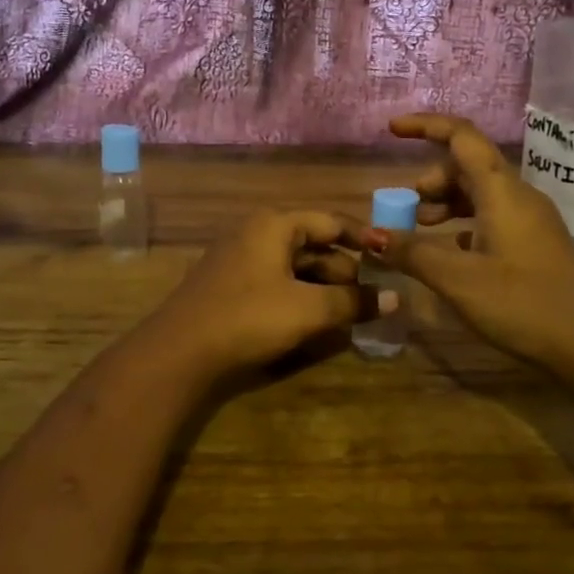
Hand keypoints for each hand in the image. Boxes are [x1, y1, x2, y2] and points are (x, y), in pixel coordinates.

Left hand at [135, 209, 393, 387]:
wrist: (178, 351)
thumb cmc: (248, 318)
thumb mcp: (308, 310)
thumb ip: (353, 302)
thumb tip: (395, 299)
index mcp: (275, 225)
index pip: (331, 221)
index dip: (363, 238)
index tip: (390, 257)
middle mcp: (256, 232)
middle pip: (312, 244)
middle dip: (344, 269)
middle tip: (372, 296)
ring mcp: (239, 257)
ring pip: (293, 265)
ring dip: (322, 285)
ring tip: (348, 311)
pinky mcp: (229, 284)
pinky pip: (275, 280)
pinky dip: (299, 294)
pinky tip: (312, 319)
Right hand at [362, 113, 573, 370]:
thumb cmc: (521, 305)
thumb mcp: (458, 280)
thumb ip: (412, 253)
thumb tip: (370, 236)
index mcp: (502, 192)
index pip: (462, 137)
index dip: (425, 126)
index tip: (391, 131)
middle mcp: (519, 196)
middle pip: (468, 165)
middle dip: (431, 179)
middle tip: (405, 209)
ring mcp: (532, 219)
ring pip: (481, 192)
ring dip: (446, 202)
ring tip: (421, 228)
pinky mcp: (536, 242)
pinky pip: (493, 215)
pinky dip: (465, 222)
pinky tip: (453, 251)